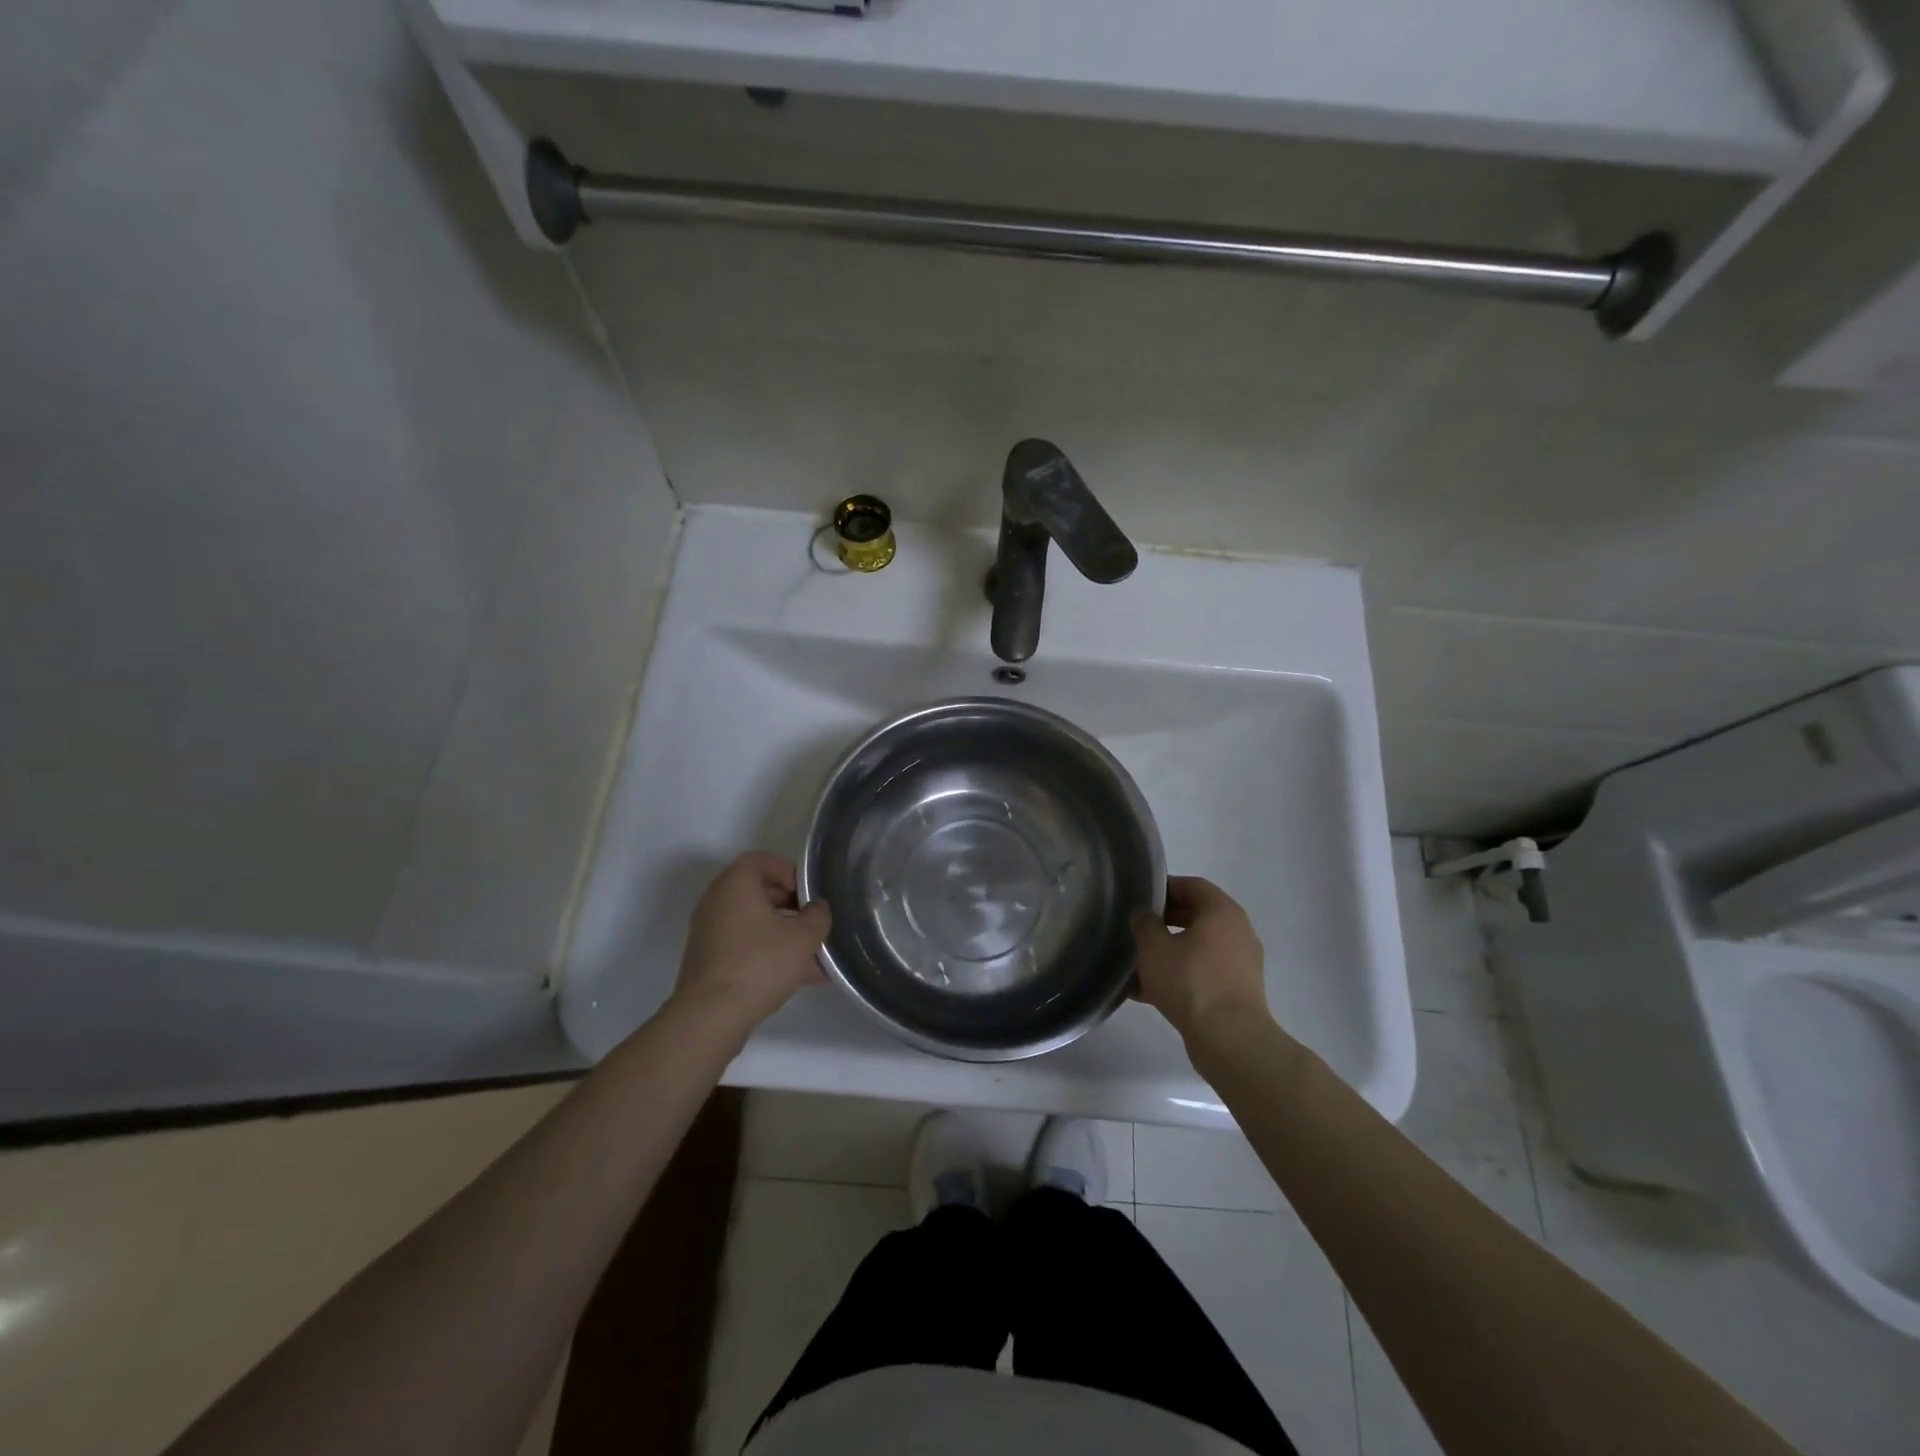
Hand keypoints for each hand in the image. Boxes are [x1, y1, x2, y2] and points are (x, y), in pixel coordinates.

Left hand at [673, 852, 830, 1029]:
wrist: (710, 1017)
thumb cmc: (759, 964)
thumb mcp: (804, 937)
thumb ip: (818, 916)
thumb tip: (816, 909)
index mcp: (735, 884)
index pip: (762, 860)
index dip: (789, 872)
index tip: (808, 896)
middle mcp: (716, 901)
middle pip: (758, 891)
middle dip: (791, 907)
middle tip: (813, 925)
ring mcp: (708, 932)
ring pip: (753, 923)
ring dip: (783, 934)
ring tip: (813, 959)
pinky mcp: (707, 960)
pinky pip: (743, 946)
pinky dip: (767, 953)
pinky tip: (797, 978)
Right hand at [1132, 876, 1272, 1044]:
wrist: (1229, 1040)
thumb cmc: (1191, 981)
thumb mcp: (1153, 947)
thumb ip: (1144, 923)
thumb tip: (1145, 916)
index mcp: (1222, 911)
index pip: (1192, 885)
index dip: (1164, 887)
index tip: (1139, 898)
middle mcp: (1238, 931)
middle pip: (1196, 916)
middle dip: (1164, 921)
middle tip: (1136, 929)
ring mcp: (1241, 964)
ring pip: (1197, 948)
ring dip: (1169, 952)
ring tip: (1137, 964)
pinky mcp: (1237, 992)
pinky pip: (1202, 974)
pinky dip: (1179, 976)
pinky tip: (1148, 992)